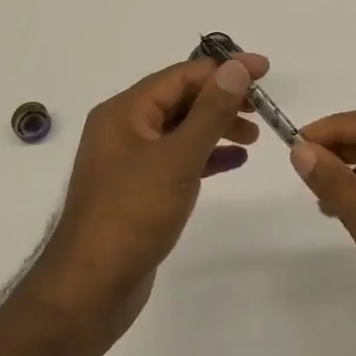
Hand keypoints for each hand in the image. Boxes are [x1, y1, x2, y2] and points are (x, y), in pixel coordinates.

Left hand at [33, 53, 268, 337]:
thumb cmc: (133, 215)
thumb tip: (236, 67)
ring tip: (253, 137)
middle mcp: (123, 128)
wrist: (91, 288)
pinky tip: (234, 162)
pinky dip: (205, 156)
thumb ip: (210, 111)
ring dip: (216, 127)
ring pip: (180, 129)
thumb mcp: (177, 158)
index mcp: (124, 111)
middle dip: (222, 99)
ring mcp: (129, 160)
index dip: (224, 69)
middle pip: (180, 99)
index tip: (264, 70)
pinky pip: (177, 158)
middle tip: (262, 108)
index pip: (181, 75)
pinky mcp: (138, 189)